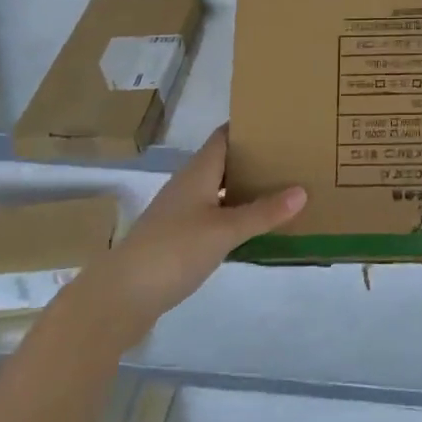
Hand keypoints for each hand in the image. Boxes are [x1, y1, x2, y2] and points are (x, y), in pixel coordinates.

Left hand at [77, 126, 304, 338]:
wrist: (120, 298)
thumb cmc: (173, 251)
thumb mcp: (224, 231)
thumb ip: (263, 212)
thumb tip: (302, 190)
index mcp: (198, 172)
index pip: (225, 136)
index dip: (250, 127)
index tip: (282, 123)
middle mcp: (188, 185)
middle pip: (225, 161)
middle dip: (256, 158)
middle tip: (293, 157)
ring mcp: (180, 213)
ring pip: (220, 190)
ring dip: (246, 188)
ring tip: (283, 188)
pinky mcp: (177, 238)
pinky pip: (214, 215)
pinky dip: (235, 215)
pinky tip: (255, 227)